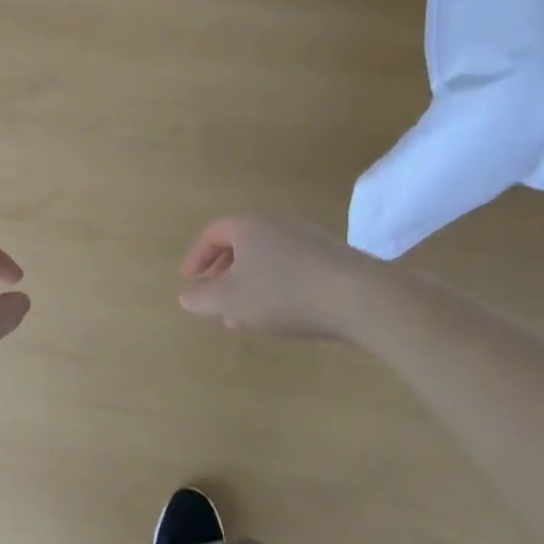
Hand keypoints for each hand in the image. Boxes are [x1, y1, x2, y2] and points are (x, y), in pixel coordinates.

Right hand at [178, 215, 365, 338]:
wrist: (357, 296)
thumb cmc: (282, 292)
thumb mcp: (231, 300)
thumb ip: (203, 298)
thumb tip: (186, 297)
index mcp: (248, 226)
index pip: (213, 233)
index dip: (197, 256)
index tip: (189, 280)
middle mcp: (277, 224)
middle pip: (242, 245)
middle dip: (224, 276)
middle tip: (217, 303)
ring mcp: (308, 238)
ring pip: (267, 259)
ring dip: (251, 286)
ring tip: (247, 319)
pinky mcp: (332, 257)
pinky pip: (292, 268)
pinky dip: (277, 287)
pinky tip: (283, 314)